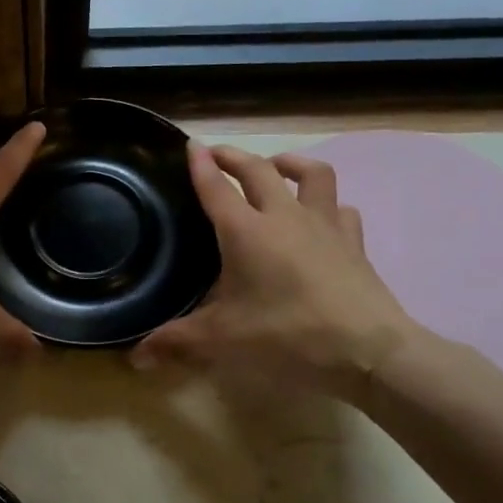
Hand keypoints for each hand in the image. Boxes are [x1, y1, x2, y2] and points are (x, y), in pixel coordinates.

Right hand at [131, 143, 419, 398]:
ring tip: (276, 166)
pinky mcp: (353, 243)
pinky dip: (327, 204)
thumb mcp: (222, 341)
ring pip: (311, 174)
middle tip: (218, 154)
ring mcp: (324, 225)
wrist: (367, 350)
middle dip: (234, 156)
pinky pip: (340, 209)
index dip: (200, 164)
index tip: (191, 144)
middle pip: (258, 170)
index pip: (216, 187)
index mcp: (245, 231)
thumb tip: (135, 358)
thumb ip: (176, 342)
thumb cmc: (287, 336)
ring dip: (290, 163)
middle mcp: (284, 217)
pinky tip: (321, 216)